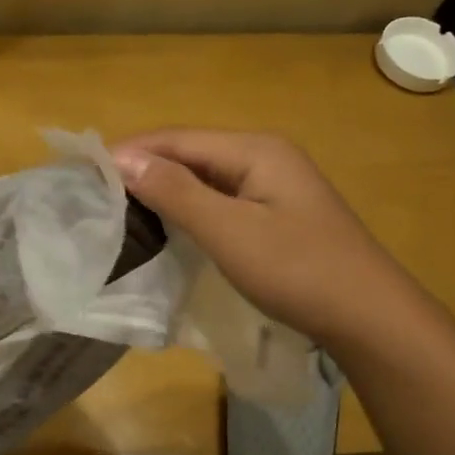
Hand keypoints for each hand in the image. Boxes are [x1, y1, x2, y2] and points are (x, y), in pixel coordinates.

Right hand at [112, 129, 387, 345]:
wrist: (368, 316)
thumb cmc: (297, 270)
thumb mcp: (229, 231)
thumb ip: (176, 192)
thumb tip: (123, 159)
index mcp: (255, 149)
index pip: (177, 138)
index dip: (130, 151)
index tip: (86, 172)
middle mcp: (264, 155)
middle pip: (190, 152)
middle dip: (144, 168)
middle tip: (98, 193)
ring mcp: (274, 185)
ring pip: (204, 176)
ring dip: (164, 188)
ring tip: (122, 208)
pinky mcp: (276, 213)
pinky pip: (220, 198)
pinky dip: (189, 207)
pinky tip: (168, 224)